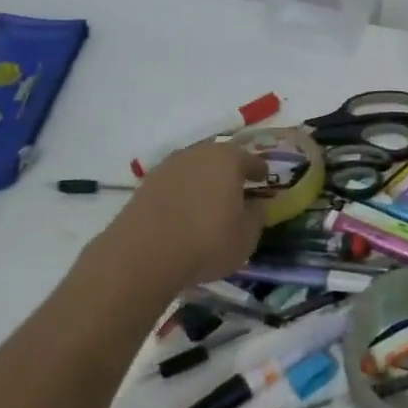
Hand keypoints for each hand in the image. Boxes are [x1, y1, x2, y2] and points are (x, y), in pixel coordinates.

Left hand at [108, 143, 267, 286]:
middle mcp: (197, 154)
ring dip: (203, 180)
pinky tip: (184, 210)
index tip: (264, 178)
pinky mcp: (146, 184)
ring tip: (208, 200)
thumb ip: (256, 216)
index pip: (251, 159)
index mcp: (228, 159)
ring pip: (194, 168)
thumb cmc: (207, 242)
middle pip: (219, 158)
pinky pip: (174, 183)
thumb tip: (255, 205)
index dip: (259, 170)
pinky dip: (182, 192)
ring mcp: (168, 166)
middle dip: (229, 171)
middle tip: (236, 188)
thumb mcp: (246, 237)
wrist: (144, 253)